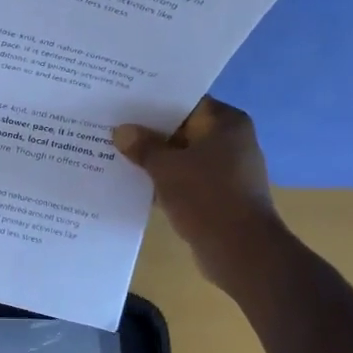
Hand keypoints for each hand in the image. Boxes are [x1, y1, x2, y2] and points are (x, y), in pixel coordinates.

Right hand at [114, 96, 284, 290]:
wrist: (240, 250)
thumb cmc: (207, 197)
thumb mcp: (166, 168)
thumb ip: (143, 146)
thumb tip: (122, 131)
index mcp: (226, 123)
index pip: (186, 102)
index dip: (153, 103)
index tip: (123, 103)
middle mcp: (230, 142)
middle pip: (182, 130)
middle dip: (149, 133)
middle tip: (112, 128)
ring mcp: (226, 171)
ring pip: (181, 157)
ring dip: (154, 160)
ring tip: (115, 155)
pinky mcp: (218, 196)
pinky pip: (185, 181)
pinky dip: (164, 182)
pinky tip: (134, 185)